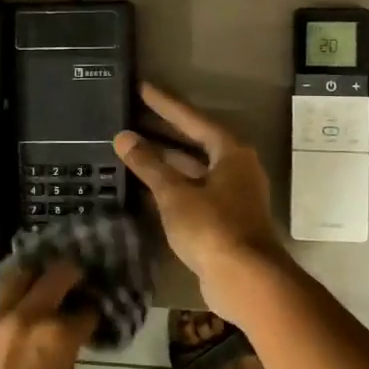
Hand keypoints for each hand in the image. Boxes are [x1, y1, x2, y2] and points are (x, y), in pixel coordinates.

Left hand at [0, 261, 97, 368]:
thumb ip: (68, 364)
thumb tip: (66, 349)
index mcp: (55, 337)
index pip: (85, 309)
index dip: (95, 311)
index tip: (98, 314)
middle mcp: (24, 318)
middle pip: (55, 275)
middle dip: (72, 277)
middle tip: (80, 285)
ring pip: (19, 278)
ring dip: (38, 281)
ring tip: (49, 292)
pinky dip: (14, 303)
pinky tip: (22, 316)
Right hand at [114, 83, 289, 309]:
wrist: (245, 279)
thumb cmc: (212, 227)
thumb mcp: (174, 193)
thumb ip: (149, 165)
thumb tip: (124, 137)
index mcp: (231, 152)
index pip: (192, 119)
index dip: (165, 104)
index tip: (142, 88)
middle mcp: (236, 168)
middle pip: (195, 142)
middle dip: (164, 131)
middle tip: (133, 116)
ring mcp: (232, 195)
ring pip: (194, 169)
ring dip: (166, 161)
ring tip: (133, 148)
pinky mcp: (225, 219)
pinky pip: (194, 192)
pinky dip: (171, 186)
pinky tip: (146, 186)